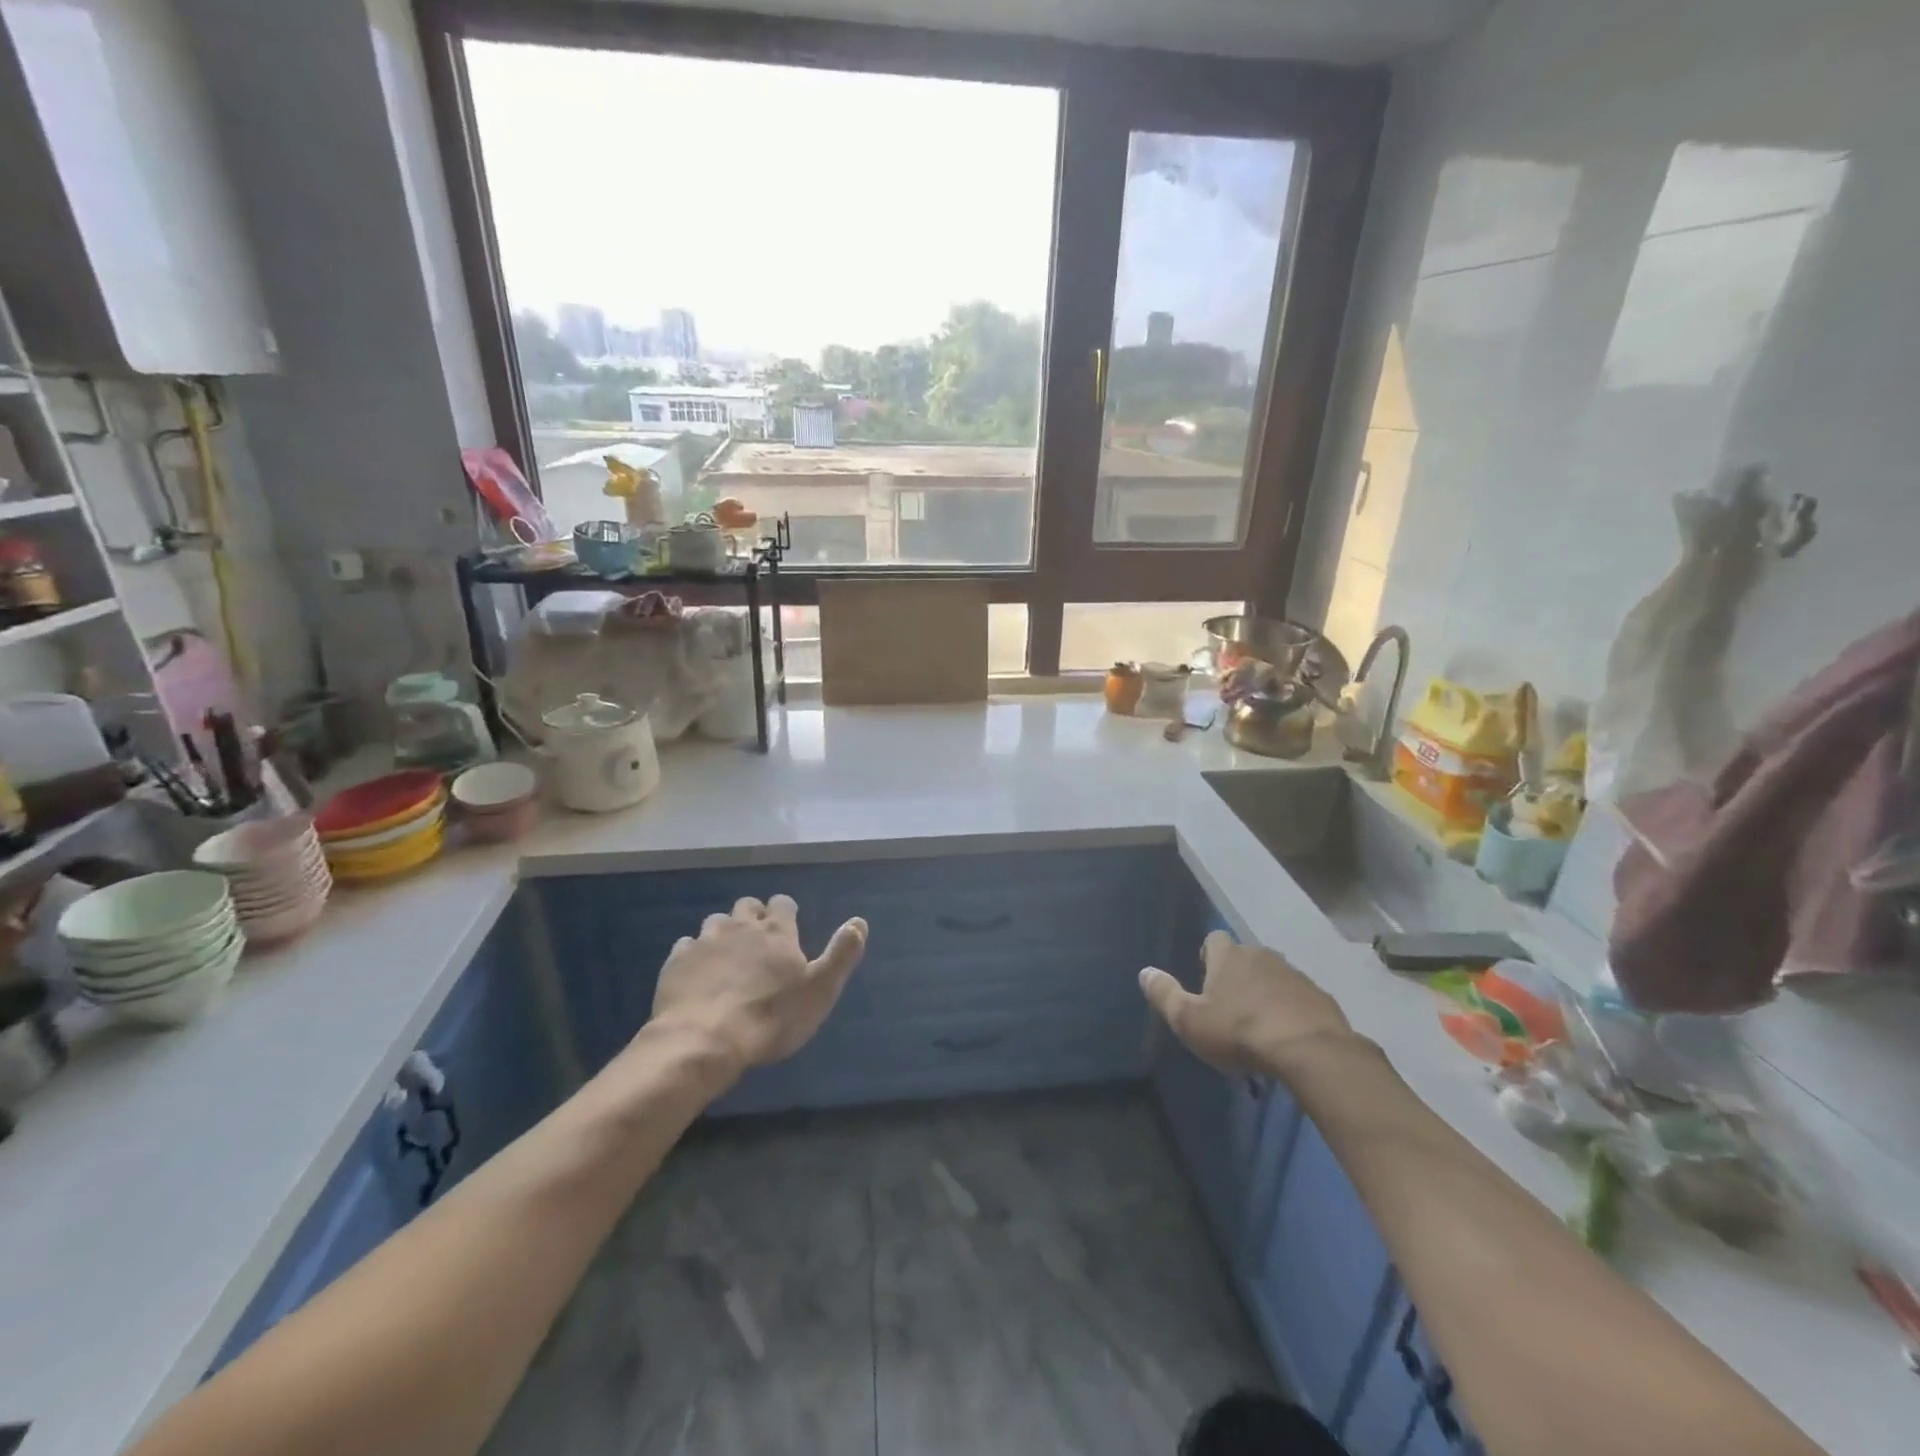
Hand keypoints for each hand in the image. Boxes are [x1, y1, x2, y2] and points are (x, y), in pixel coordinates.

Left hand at [650, 895, 867, 1072]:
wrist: (705, 1041)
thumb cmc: (772, 1017)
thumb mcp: (820, 990)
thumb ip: (842, 954)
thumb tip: (859, 921)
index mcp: (777, 932)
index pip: (783, 903)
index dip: (786, 911)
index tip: (789, 926)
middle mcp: (740, 927)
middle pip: (747, 906)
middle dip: (753, 916)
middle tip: (758, 940)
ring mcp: (705, 941)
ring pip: (715, 921)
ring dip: (724, 932)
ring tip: (727, 956)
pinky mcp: (676, 962)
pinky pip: (686, 945)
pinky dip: (694, 953)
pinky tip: (698, 972)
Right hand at [1139, 929, 1356, 1076]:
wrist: (1310, 1051)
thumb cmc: (1239, 1032)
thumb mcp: (1189, 1020)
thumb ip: (1164, 994)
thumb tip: (1145, 972)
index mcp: (1229, 957)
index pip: (1214, 939)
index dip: (1208, 956)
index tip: (1206, 980)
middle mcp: (1262, 956)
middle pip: (1245, 957)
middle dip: (1238, 976)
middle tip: (1231, 1007)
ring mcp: (1295, 975)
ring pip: (1274, 977)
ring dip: (1266, 993)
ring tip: (1260, 1026)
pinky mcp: (1322, 998)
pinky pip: (1299, 998)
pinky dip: (1292, 1010)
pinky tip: (1288, 1037)